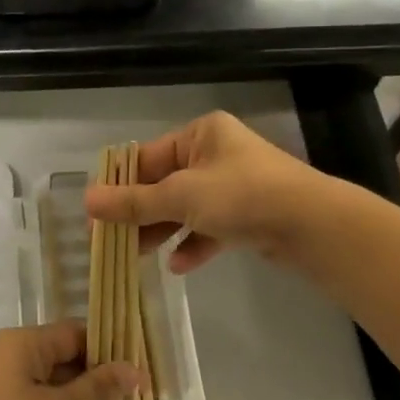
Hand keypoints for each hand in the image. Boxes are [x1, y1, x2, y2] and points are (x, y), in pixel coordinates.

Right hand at [84, 111, 321, 273]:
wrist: (313, 226)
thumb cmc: (241, 196)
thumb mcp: (180, 196)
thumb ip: (133, 202)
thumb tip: (86, 200)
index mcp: (200, 134)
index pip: (147, 157)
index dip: (119, 184)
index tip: (96, 212)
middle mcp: (216, 153)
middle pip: (164, 183)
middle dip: (139, 212)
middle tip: (111, 239)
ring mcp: (234, 185)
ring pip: (185, 207)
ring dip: (162, 230)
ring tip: (137, 255)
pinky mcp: (248, 214)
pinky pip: (210, 227)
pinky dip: (193, 243)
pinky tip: (178, 265)